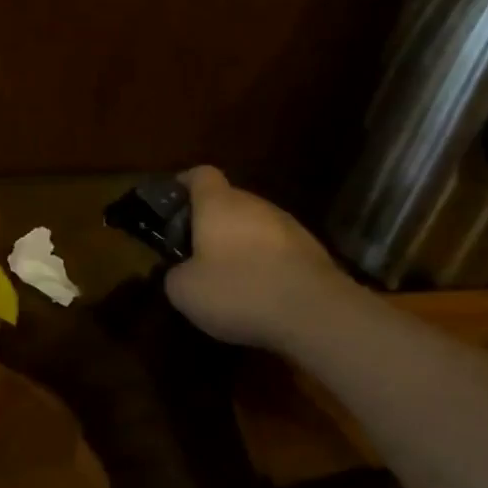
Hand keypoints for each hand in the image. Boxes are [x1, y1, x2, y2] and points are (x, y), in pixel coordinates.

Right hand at [165, 166, 352, 352]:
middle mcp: (254, 204)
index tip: (172, 202)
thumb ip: (175, 274)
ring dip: (241, 243)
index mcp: (218, 203)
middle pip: (228, 201)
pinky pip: (278, 249)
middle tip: (196, 251)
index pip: (200, 174)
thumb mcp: (185, 291)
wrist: (314, 313)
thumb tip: (181, 272)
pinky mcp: (312, 250)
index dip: (184, 184)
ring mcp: (288, 225)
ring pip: (256, 225)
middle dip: (211, 222)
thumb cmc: (238, 290)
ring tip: (230, 276)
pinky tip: (261, 292)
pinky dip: (266, 263)